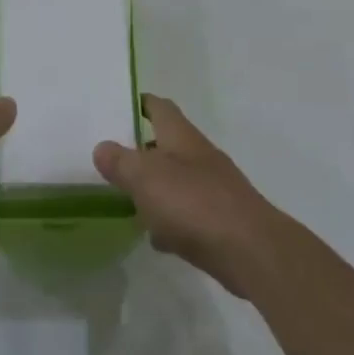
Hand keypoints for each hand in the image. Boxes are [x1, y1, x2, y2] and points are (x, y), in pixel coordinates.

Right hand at [93, 95, 281, 296]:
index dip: (139, 103)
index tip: (117, 107)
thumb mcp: (145, 178)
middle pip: (166, 144)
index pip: (159, 107)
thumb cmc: (194, 203)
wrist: (250, 251)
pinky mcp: (220, 220)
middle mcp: (199, 156)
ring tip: (126, 200)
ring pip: (176, 180)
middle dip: (141, 151)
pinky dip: (170, 221)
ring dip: (154, 189)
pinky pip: (187, 214)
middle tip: (111, 161)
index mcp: (181, 137)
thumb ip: (120, 161)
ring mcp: (213, 188)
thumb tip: (102, 147)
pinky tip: (157, 237)